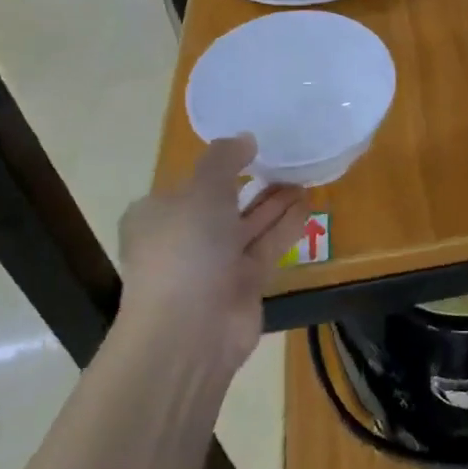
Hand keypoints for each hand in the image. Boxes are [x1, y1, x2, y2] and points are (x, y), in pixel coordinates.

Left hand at [115, 136, 307, 377]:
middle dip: (255, 183)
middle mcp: (186, 237)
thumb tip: (245, 138)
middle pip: (225, 203)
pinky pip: (268, 246)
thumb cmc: (186, 250)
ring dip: (276, 203)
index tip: (253, 147)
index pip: (191, 183)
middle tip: (287, 160)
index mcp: (159, 214)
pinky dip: (286, 226)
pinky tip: (308, 205)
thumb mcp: (201, 191)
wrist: (190, 330)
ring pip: (251, 224)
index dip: (220, 165)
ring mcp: (216, 263)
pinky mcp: (244, 283)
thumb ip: (224, 160)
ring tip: (304, 177)